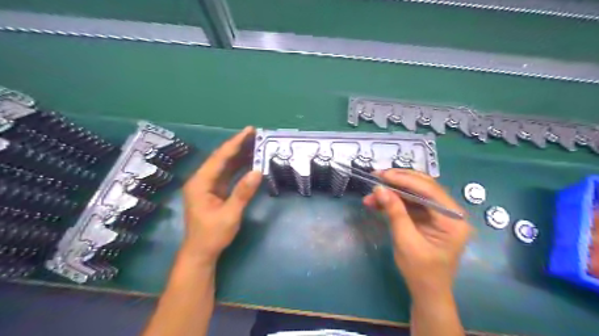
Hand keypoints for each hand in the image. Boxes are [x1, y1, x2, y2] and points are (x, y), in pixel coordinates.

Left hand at [182, 127, 261, 263]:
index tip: (249, 131)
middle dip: (238, 145)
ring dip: (239, 155)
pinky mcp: (214, 191)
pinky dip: (239, 167)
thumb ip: (243, 193)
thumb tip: (258, 172)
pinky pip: (228, 174)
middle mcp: (202, 180)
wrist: (201, 252)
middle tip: (255, 134)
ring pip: (225, 165)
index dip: (235, 143)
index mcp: (200, 183)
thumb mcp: (229, 215)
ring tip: (256, 144)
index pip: (219, 158)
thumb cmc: (212, 235)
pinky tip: (250, 162)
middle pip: (221, 158)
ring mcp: (208, 185)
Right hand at [363, 170, 469, 300]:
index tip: (382, 175)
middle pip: (423, 187)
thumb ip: (395, 212)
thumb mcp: (405, 241)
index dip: (404, 179)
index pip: (429, 190)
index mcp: (453, 220)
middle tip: (376, 177)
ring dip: (392, 192)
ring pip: (414, 193)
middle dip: (398, 181)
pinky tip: (377, 203)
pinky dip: (394, 202)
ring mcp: (439, 214)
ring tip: (371, 195)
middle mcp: (450, 212)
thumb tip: (380, 189)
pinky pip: (411, 203)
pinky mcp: (428, 218)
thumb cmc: (420, 271)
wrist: (427, 292)